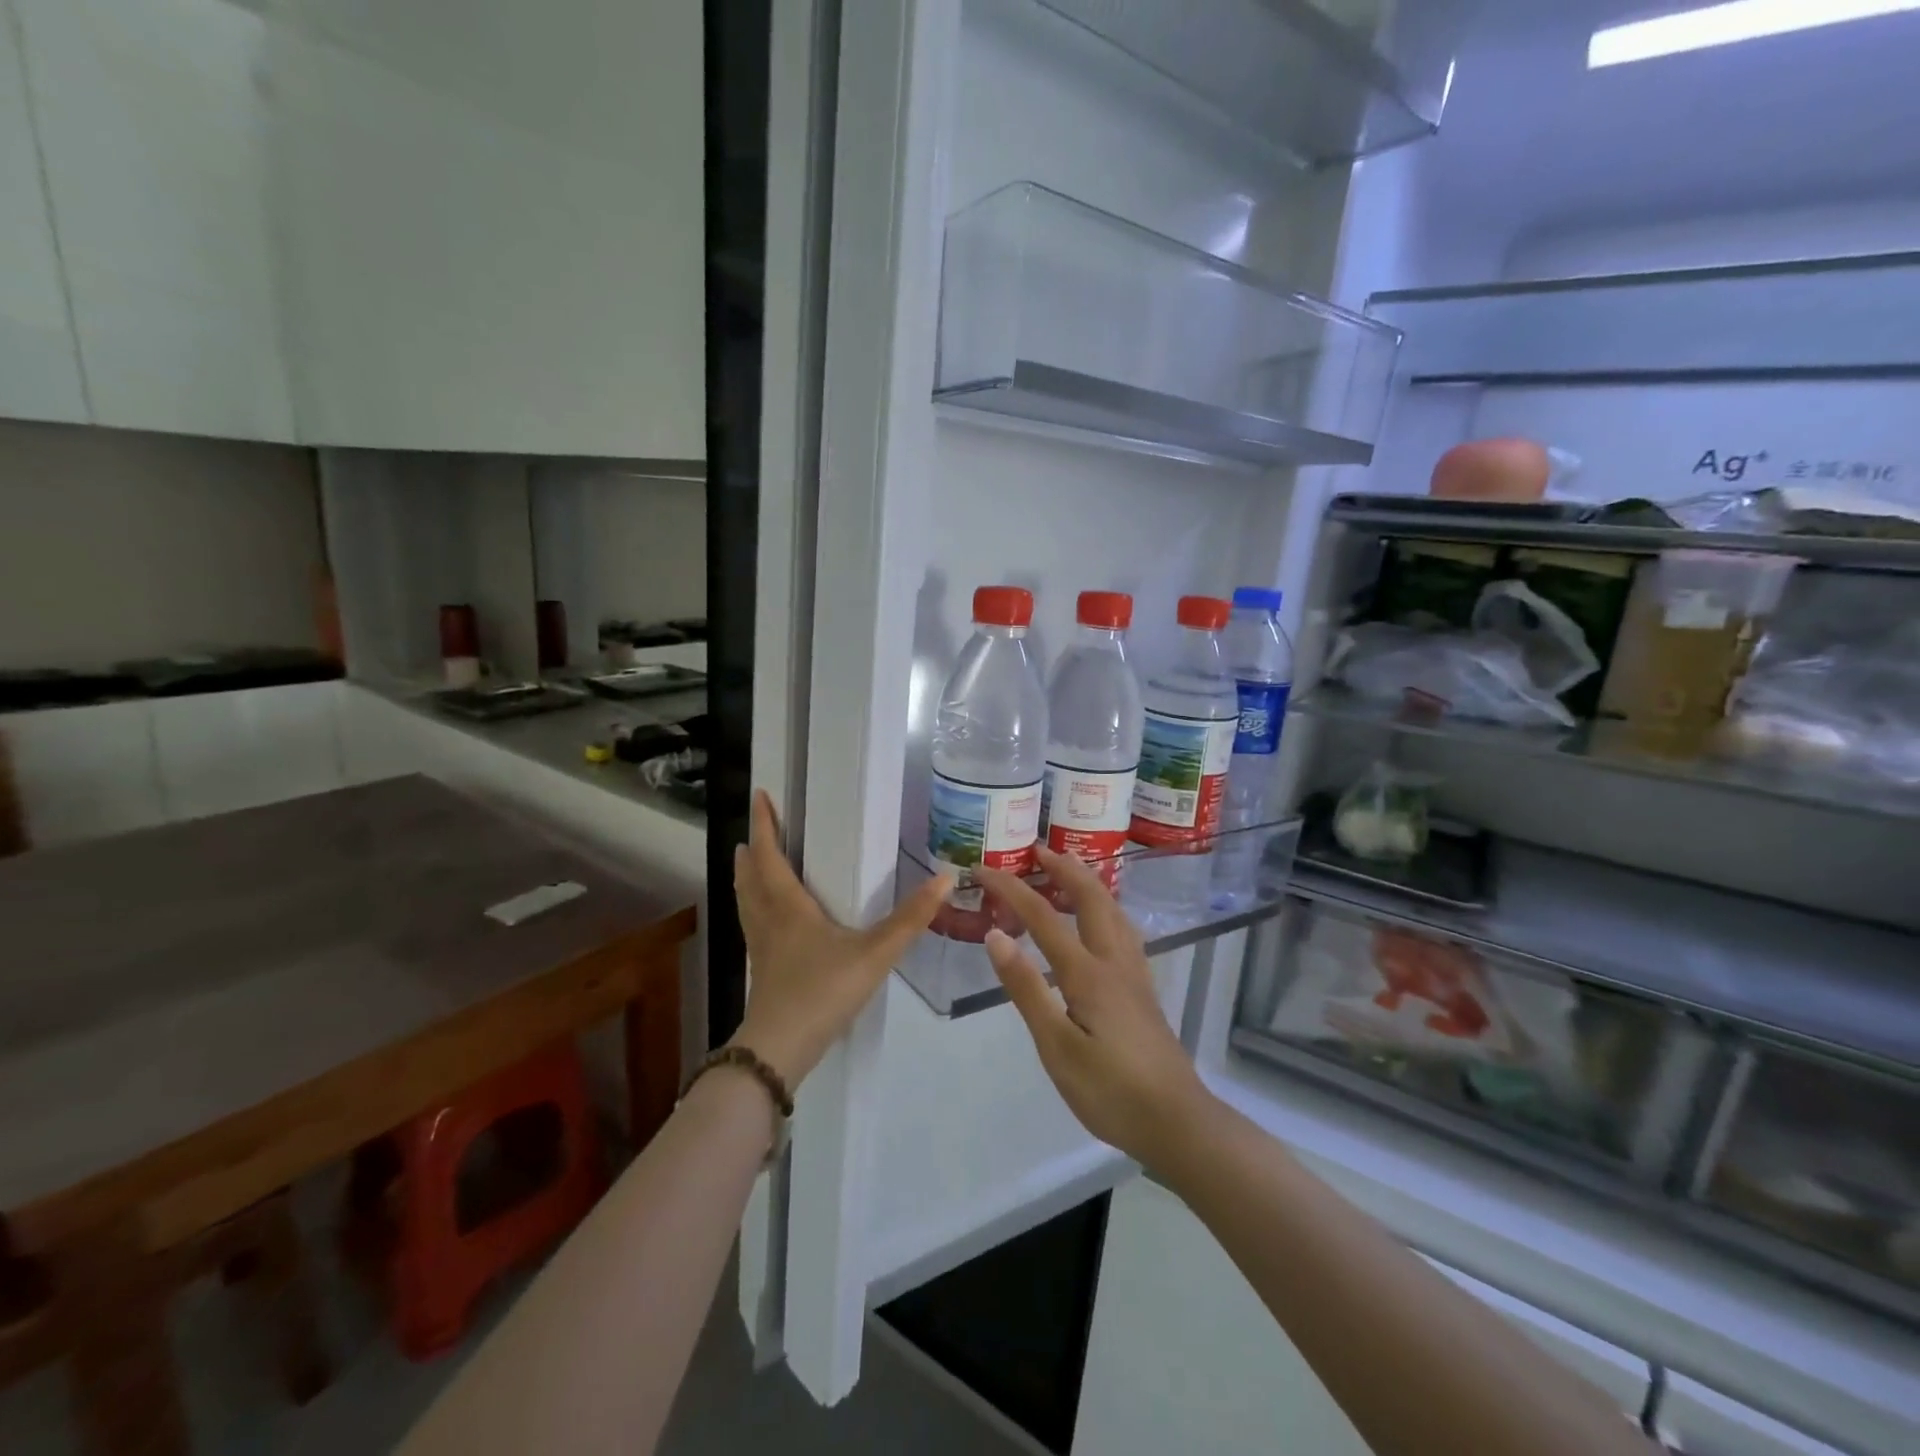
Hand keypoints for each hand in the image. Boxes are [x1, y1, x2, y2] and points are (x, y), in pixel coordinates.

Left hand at [731, 791, 951, 1086]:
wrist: (781, 1049)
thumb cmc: (823, 991)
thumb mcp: (875, 953)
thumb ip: (910, 919)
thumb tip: (945, 879)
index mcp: (788, 906)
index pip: (769, 855)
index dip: (764, 825)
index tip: (760, 796)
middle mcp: (768, 920)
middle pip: (751, 876)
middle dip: (752, 850)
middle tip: (755, 830)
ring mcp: (760, 947)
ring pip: (746, 902)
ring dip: (747, 878)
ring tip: (749, 864)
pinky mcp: (762, 970)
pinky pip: (752, 925)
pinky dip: (754, 908)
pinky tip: (770, 921)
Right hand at [976, 847, 1214, 1170]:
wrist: (1177, 1122)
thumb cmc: (1110, 1091)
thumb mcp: (1057, 1047)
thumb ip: (1027, 989)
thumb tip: (995, 936)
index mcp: (1088, 973)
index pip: (1043, 916)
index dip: (1010, 888)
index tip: (982, 868)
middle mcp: (1114, 961)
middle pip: (1090, 897)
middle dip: (1062, 868)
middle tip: (1036, 849)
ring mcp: (1134, 973)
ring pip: (1113, 910)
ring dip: (1088, 882)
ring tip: (1068, 869)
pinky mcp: (1143, 989)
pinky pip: (1123, 929)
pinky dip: (1105, 907)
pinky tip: (1102, 919)